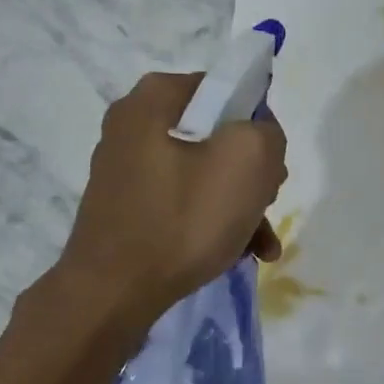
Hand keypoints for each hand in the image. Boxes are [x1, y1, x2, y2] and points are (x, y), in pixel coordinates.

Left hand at [57, 72, 287, 329]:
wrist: (113, 292)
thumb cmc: (183, 218)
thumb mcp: (248, 161)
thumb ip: (267, 133)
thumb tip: (257, 138)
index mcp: (155, 97)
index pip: (226, 90)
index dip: (259, 125)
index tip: (270, 166)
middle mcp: (133, 124)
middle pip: (216, 136)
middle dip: (251, 173)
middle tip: (266, 204)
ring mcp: (125, 168)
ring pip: (202, 174)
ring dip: (238, 205)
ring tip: (260, 244)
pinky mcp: (125, 206)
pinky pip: (181, 202)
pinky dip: (210, 223)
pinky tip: (236, 254)